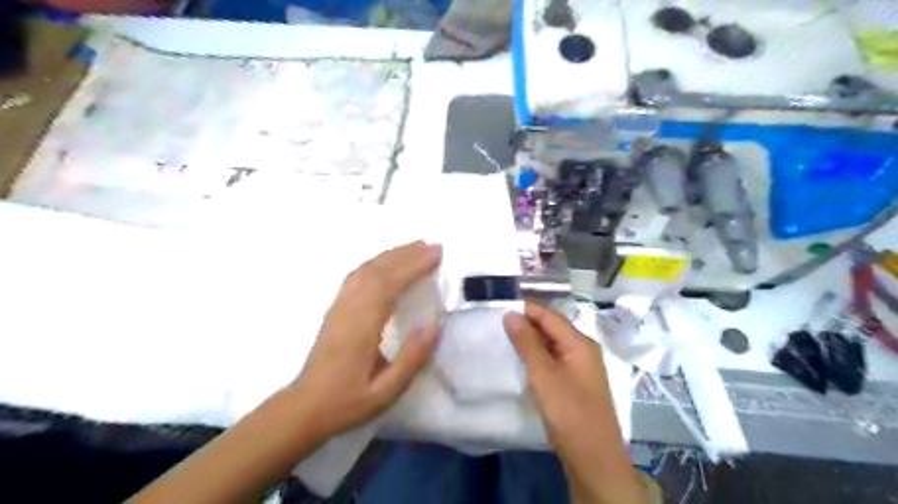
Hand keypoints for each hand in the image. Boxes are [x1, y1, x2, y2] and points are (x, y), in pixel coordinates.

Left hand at [294, 241, 442, 441]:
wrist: (305, 406)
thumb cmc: (347, 401)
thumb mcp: (386, 391)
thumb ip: (411, 358)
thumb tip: (434, 325)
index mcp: (361, 327)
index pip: (388, 285)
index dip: (413, 266)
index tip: (435, 255)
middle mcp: (348, 309)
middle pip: (377, 271)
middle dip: (406, 255)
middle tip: (433, 247)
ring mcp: (339, 306)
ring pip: (364, 270)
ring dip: (391, 255)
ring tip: (415, 249)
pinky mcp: (335, 309)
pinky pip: (355, 276)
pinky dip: (375, 263)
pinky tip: (386, 264)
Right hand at [503, 303, 613, 448]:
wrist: (593, 456)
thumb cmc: (569, 411)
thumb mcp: (544, 374)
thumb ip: (527, 342)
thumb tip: (511, 314)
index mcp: (579, 342)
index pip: (549, 315)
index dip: (525, 308)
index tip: (499, 306)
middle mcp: (582, 349)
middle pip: (552, 327)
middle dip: (526, 322)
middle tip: (497, 322)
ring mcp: (580, 366)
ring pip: (551, 343)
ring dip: (530, 339)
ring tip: (504, 337)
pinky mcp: (574, 381)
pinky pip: (553, 358)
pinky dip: (536, 355)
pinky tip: (520, 359)